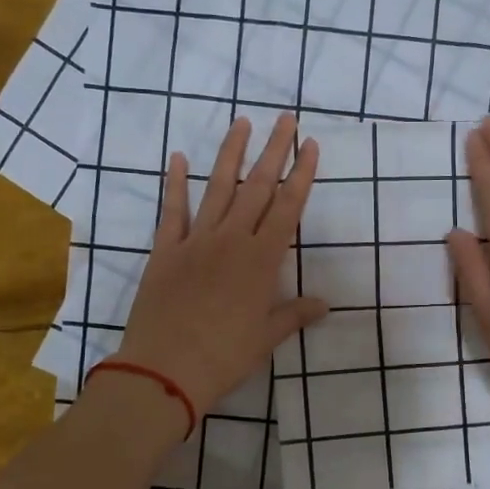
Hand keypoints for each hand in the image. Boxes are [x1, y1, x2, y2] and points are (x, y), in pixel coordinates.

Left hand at [110, 114, 327, 424]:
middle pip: (257, 187)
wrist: (165, 369)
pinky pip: (172, 211)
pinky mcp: (165, 251)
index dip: (301, 175)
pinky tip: (177, 158)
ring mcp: (196, 241)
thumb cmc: (224, 356)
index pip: (287, 208)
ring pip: (218, 188)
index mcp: (261, 260)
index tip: (310, 145)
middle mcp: (231, 240)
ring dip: (231, 154)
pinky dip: (175, 183)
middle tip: (285, 119)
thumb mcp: (265, 337)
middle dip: (273, 150)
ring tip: (242, 122)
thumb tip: (323, 304)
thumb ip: (293, 314)